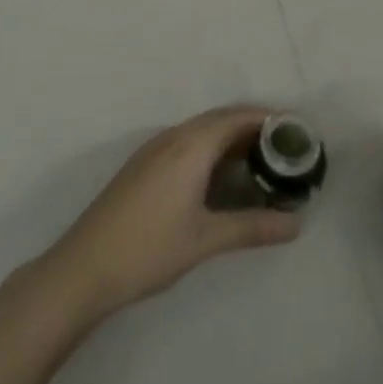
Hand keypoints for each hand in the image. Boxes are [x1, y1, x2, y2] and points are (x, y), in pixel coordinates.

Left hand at [43, 106, 302, 321]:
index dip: (268, 119)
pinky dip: (211, 146)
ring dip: (231, 136)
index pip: (237, 118)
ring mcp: (154, 149)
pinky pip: (187, 141)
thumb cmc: (149, 249)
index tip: (297, 131)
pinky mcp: (144, 164)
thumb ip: (252, 227)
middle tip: (285, 148)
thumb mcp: (206, 240)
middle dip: (253, 126)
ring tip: (261, 160)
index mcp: (191, 146)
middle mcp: (173, 137)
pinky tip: (221, 174)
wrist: (85, 266)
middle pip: (220, 119)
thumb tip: (296, 224)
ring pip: (202, 129)